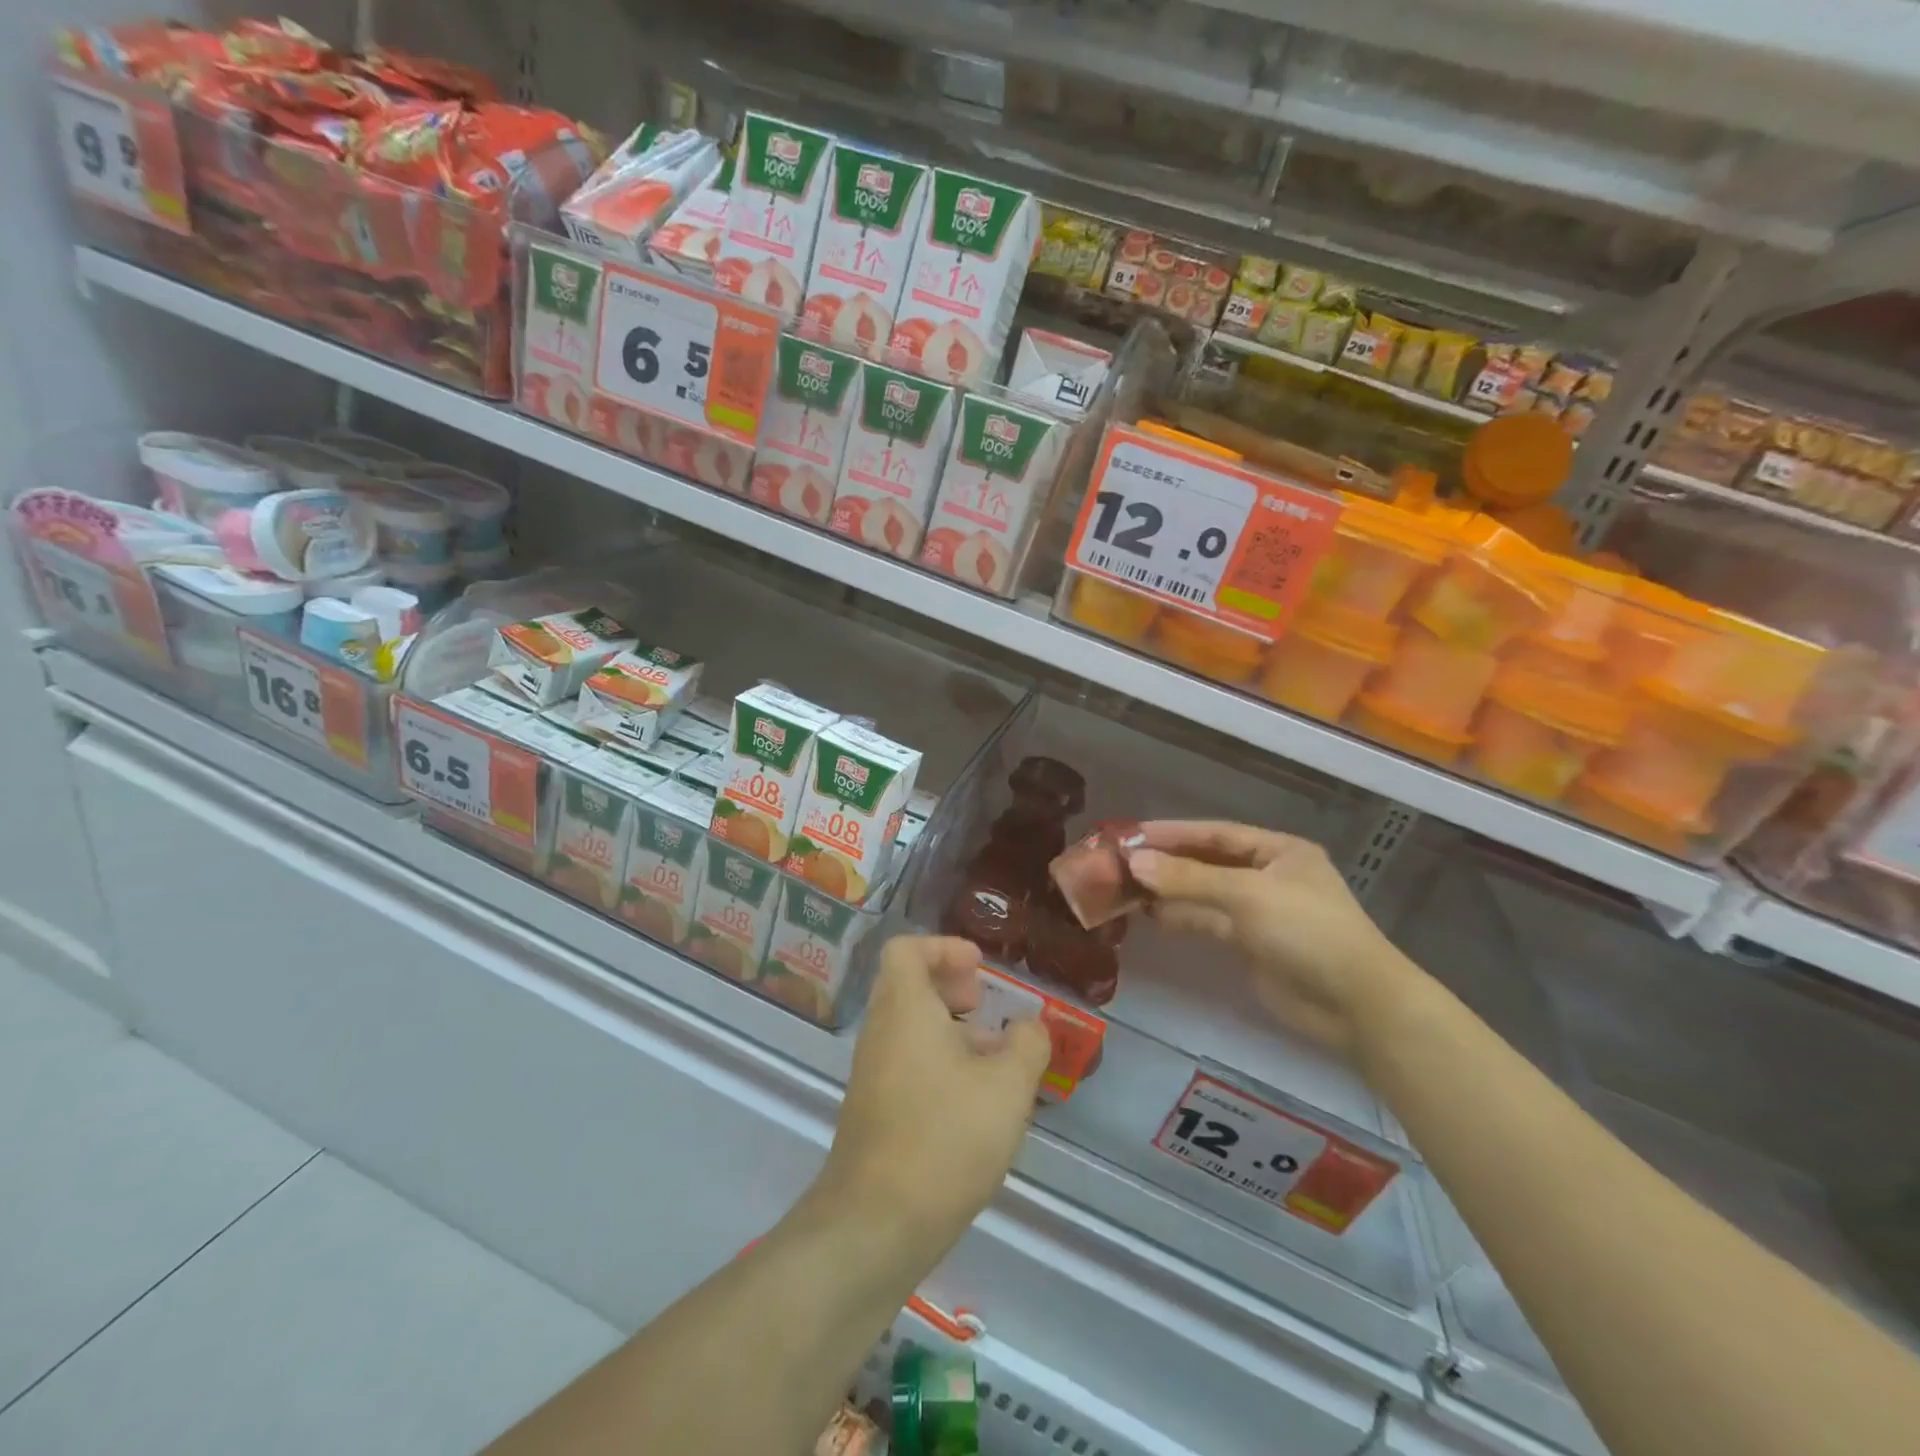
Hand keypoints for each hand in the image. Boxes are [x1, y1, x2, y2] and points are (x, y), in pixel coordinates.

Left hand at [816, 936, 1051, 1257]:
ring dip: (951, 1030)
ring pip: (910, 1028)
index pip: (906, 949)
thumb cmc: (945, 1136)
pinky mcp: (874, 1110)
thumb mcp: (1007, 1087)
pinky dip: (939, 1063)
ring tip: (996, 1059)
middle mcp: (880, 1031)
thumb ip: (1027, 1045)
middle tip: (986, 1005)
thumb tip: (1031, 1026)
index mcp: (904, 1007)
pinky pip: (907, 1063)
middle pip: (908, 985)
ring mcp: (872, 1072)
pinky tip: (975, 1102)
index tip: (980, 968)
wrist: (877, 1223)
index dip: (944, 947)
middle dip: (951, 988)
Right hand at [1127, 821, 1424, 1056]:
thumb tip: (1133, 862)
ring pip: (1205, 893)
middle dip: (1167, 862)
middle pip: (1208, 862)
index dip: (1173, 832)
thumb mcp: (1246, 894)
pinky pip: (1209, 922)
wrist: (1354, 1003)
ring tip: (1126, 888)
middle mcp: (1267, 875)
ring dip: (1170, 890)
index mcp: (1278, 851)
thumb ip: (1188, 878)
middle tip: (1120, 862)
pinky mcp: (1251, 944)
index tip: (1131, 834)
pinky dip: (1182, 917)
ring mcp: (1259, 911)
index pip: (1216, 833)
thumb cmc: (1306, 930)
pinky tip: (1151, 916)